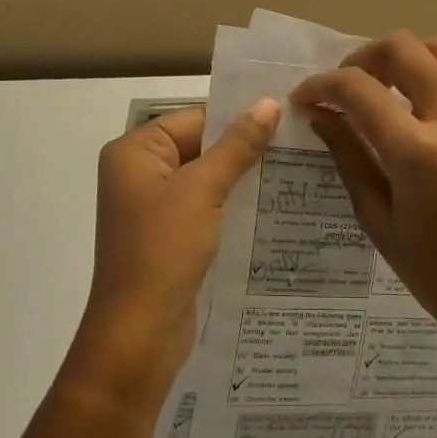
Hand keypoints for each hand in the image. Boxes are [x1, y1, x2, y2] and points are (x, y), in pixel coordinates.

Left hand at [71, 100, 280, 413]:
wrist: (139, 335)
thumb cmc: (163, 250)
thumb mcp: (203, 190)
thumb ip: (237, 145)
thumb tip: (269, 103)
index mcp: (135, 151)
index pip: (195, 118)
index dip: (239, 116)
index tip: (288, 115)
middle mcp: (139, 172)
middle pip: (201, 145)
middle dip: (245, 146)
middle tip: (301, 140)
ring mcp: (153, 206)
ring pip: (206, 177)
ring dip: (243, 176)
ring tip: (297, 167)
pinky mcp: (169, 235)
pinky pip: (205, 206)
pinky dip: (233, 203)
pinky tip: (274, 203)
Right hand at [290, 33, 436, 361]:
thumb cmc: (436, 275)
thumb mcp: (379, 220)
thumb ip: (349, 157)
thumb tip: (319, 115)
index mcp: (416, 152)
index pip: (358, 89)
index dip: (321, 85)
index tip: (305, 97)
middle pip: (402, 49)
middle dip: (361, 57)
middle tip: (345, 85)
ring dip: (408, 55)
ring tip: (388, 83)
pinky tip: (431, 98)